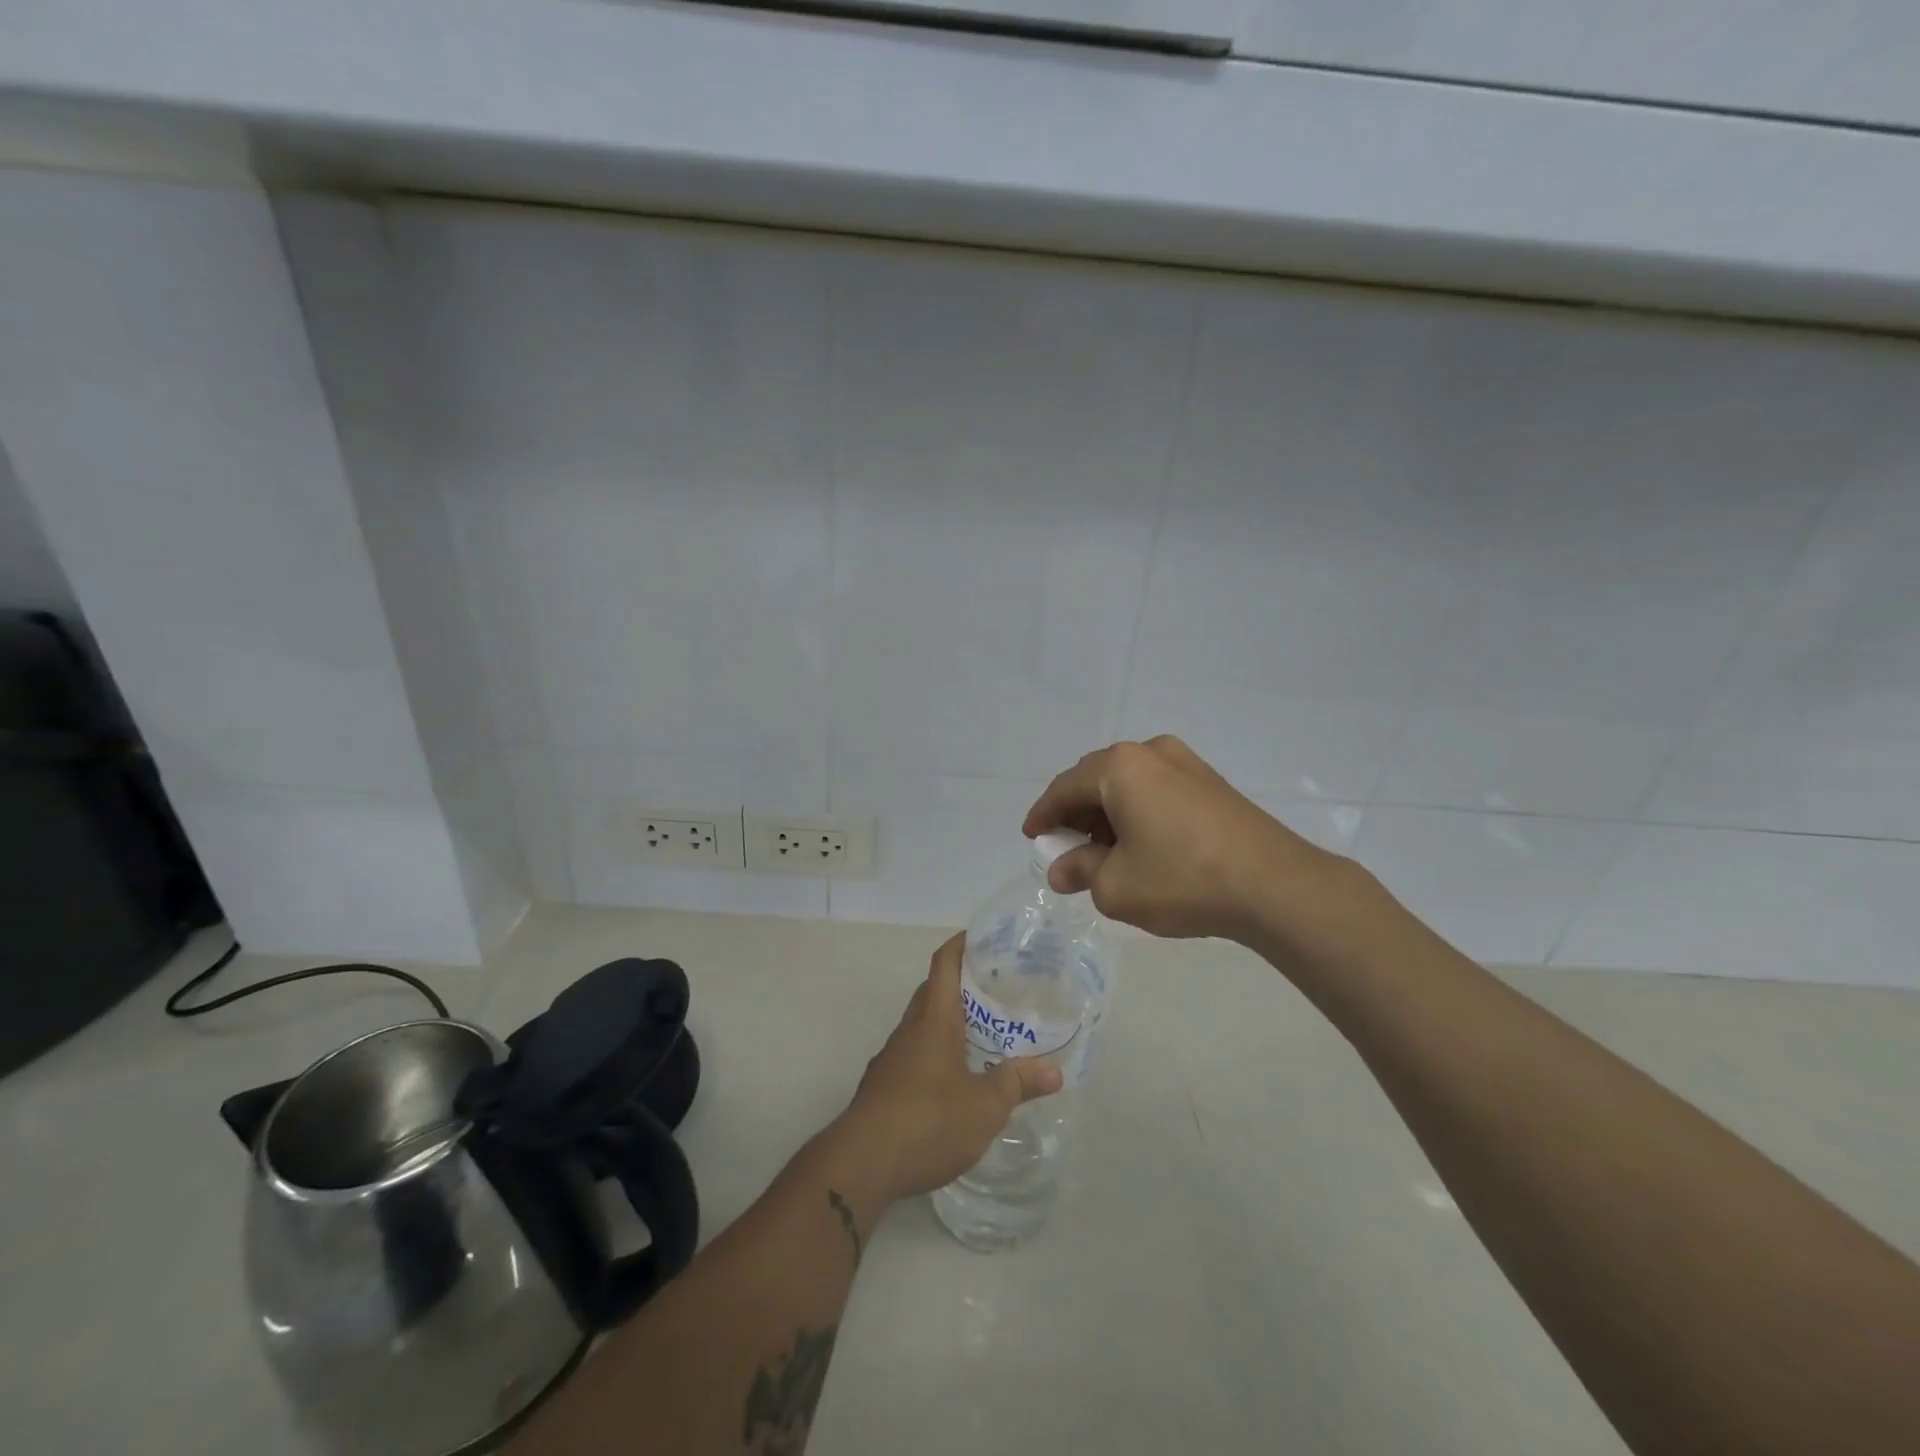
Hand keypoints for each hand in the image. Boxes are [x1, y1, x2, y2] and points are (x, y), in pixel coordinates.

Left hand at [834, 934, 1061, 1204]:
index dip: (961, 944)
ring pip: (924, 1026)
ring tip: (986, 1034)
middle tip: (999, 990)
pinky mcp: (884, 1087)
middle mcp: (910, 1030)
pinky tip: (957, 1080)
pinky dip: (938, 1055)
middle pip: (934, 993)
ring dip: (951, 1023)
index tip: (983, 937)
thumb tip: (1055, 1071)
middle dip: (963, 986)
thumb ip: (1018, 1083)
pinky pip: (915, 1055)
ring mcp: (892, 1059)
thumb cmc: (927, 1120)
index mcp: (933, 1020)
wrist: (861, 1164)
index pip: (944, 964)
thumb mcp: (985, 1105)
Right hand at [1023, 735, 1341, 941]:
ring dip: (1107, 812)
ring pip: (1128, 783)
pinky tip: (1141, 843)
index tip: (1031, 836)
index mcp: (1119, 768)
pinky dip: (1137, 811)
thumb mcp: (1116, 886)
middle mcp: (1150, 753)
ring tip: (1104, 851)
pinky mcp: (1210, 781)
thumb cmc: (1183, 879)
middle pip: (1095, 779)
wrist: (1275, 885)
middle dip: (1076, 812)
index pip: (1064, 788)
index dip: (1043, 814)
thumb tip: (1062, 871)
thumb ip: (1081, 872)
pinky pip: (1156, 788)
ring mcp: (1185, 763)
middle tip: (1067, 847)